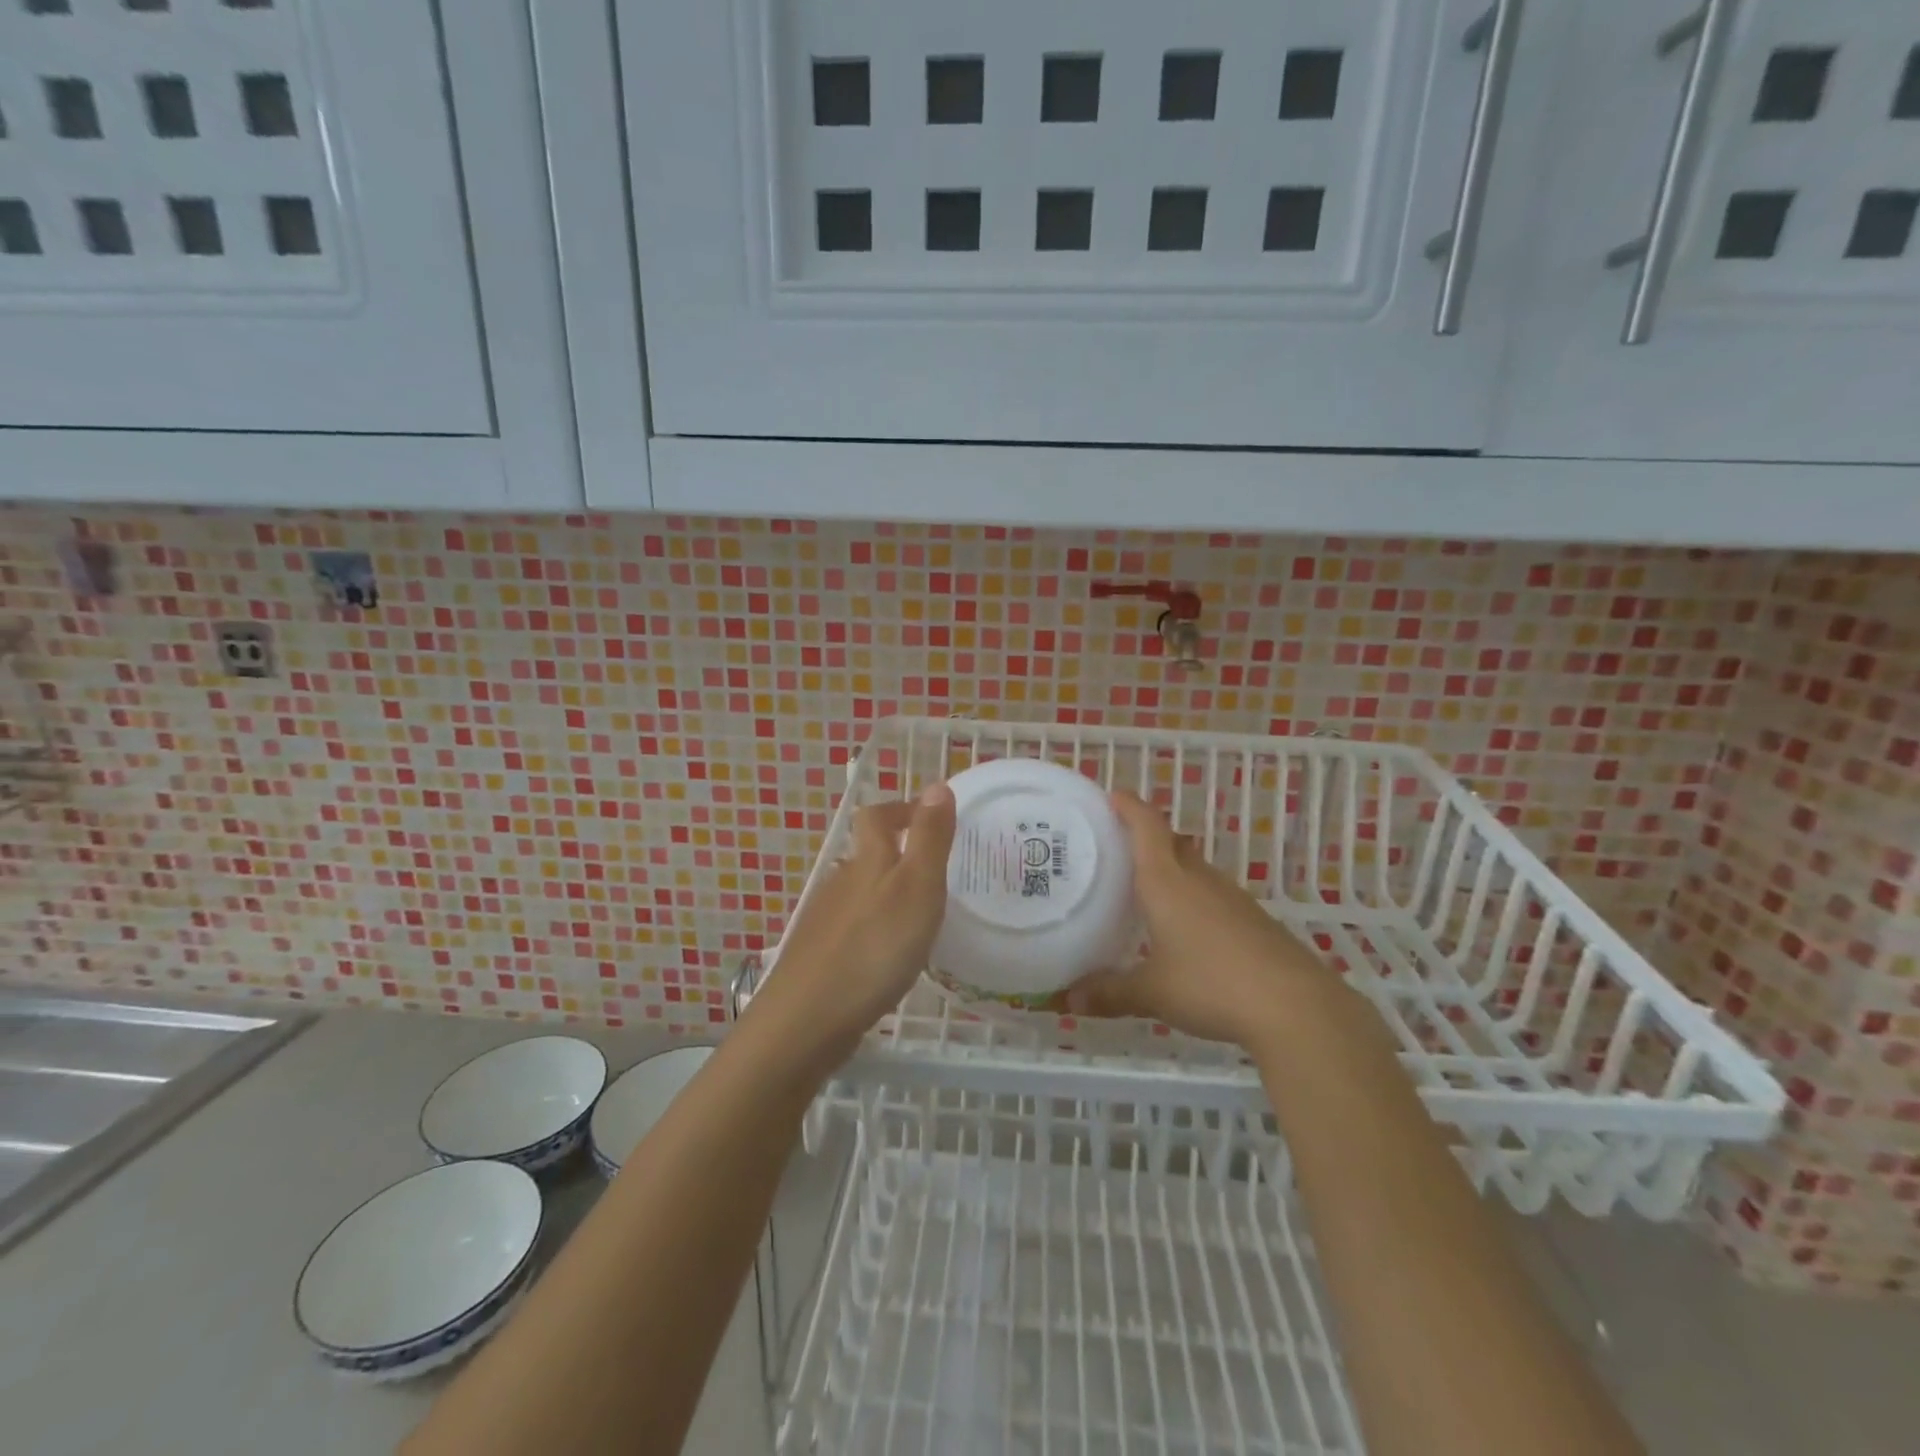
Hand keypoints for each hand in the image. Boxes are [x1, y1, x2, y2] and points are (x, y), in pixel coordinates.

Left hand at [746, 783, 956, 1066]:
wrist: (808, 1018)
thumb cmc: (874, 946)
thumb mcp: (917, 886)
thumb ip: (930, 838)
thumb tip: (938, 783)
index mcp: (867, 861)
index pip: (876, 816)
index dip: (901, 809)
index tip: (929, 814)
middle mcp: (840, 882)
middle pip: (866, 854)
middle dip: (896, 852)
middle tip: (935, 869)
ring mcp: (825, 920)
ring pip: (859, 892)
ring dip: (885, 893)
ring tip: (918, 914)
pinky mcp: (818, 955)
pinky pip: (852, 928)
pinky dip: (873, 928)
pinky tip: (887, 954)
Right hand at [1064, 791, 1342, 1050]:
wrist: (1296, 1007)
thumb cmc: (1212, 985)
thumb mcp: (1152, 993)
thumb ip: (1109, 992)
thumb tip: (1069, 1000)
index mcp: (1167, 881)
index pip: (1147, 826)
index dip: (1129, 806)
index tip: (1111, 796)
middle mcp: (1199, 879)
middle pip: (1171, 843)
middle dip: (1146, 839)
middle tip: (1117, 850)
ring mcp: (1231, 898)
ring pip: (1194, 869)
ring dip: (1171, 870)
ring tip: (1144, 891)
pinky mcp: (1253, 920)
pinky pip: (1213, 896)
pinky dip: (1193, 899)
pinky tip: (1185, 930)